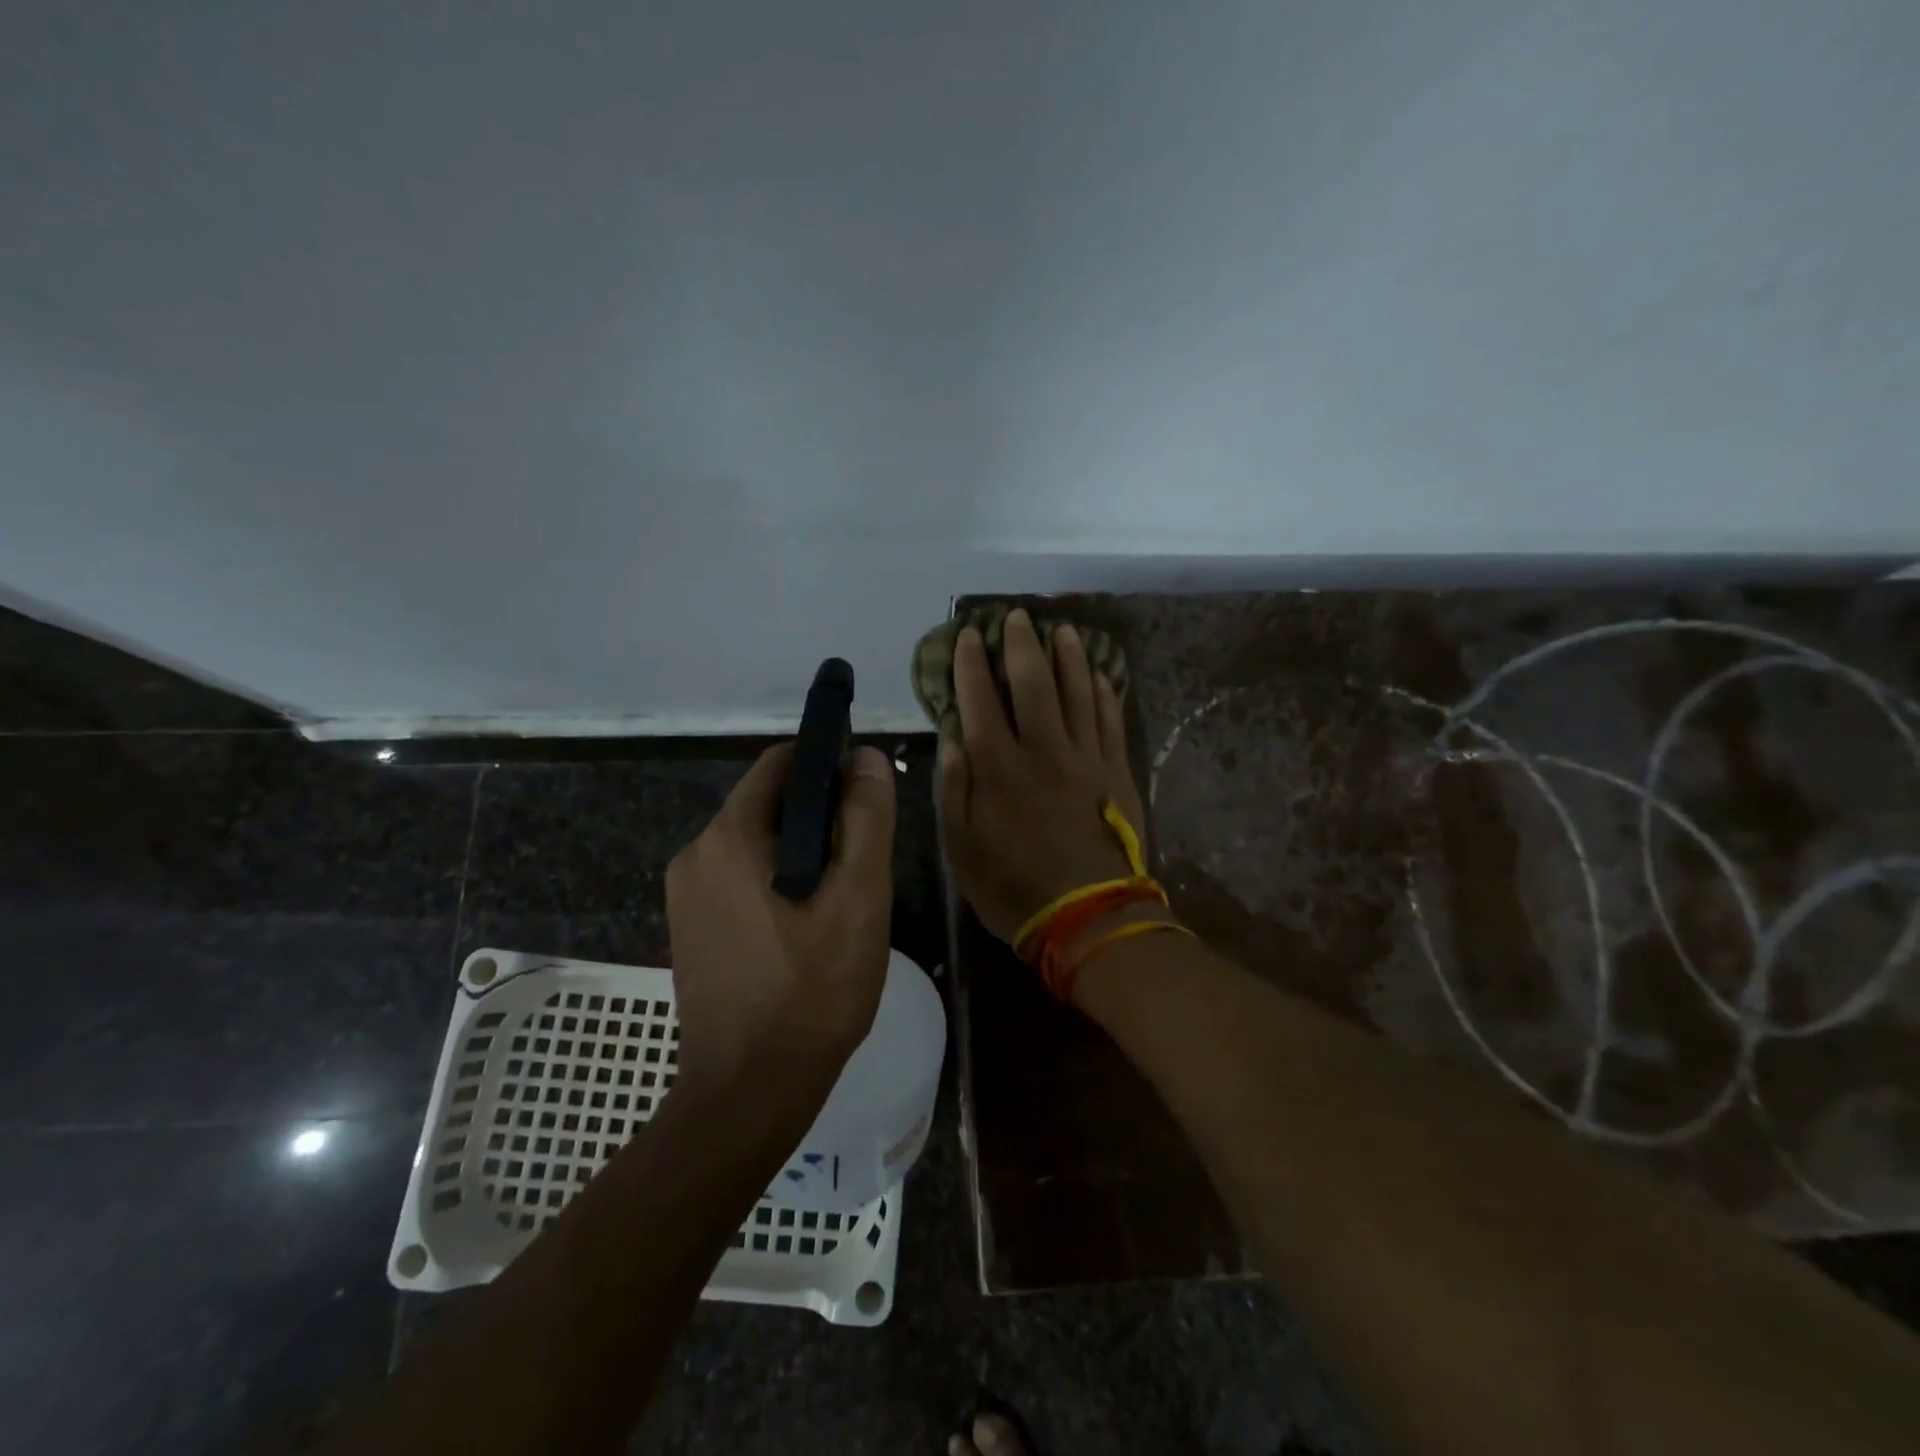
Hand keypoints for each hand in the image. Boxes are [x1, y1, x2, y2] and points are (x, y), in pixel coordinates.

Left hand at [666, 743, 896, 1104]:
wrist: (748, 1094)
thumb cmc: (813, 992)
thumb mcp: (858, 899)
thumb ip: (865, 819)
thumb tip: (864, 756)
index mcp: (729, 837)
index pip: (782, 763)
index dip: (829, 764)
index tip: (867, 795)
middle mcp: (695, 853)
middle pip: (770, 804)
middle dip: (821, 818)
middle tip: (862, 864)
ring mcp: (686, 893)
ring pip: (758, 843)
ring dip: (803, 853)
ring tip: (841, 901)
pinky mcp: (690, 926)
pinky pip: (741, 877)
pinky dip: (778, 881)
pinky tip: (807, 927)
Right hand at [937, 608, 1148, 944]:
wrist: (1090, 917)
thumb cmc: (1015, 888)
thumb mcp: (962, 850)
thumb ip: (954, 792)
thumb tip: (953, 740)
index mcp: (998, 769)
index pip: (979, 701)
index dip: (970, 665)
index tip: (967, 636)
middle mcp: (1042, 751)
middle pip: (1032, 684)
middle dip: (1021, 645)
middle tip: (1017, 616)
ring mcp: (1086, 758)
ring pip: (1077, 692)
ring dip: (1068, 657)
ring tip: (1062, 630)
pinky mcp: (1117, 772)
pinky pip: (1110, 721)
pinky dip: (1104, 692)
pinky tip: (1100, 674)